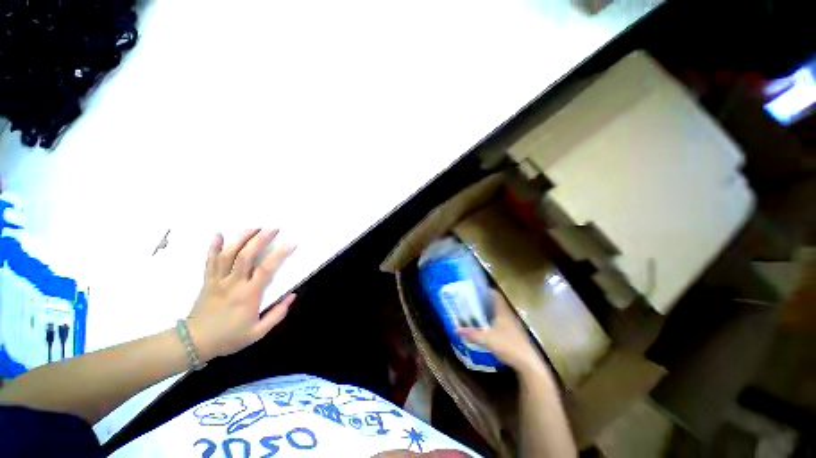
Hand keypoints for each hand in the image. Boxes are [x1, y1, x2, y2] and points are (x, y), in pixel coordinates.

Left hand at [187, 228, 296, 361]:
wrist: (195, 343)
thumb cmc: (229, 337)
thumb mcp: (258, 332)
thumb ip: (277, 314)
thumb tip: (292, 296)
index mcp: (248, 295)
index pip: (266, 269)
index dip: (280, 254)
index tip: (291, 243)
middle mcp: (233, 283)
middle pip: (246, 255)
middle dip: (260, 239)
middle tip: (273, 228)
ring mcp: (218, 280)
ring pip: (228, 254)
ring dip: (241, 238)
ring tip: (253, 227)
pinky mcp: (207, 280)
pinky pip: (209, 260)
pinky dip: (213, 246)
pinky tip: (218, 234)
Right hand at [457, 290, 545, 374]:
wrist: (528, 363)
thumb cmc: (508, 346)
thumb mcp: (487, 339)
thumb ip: (472, 334)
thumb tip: (456, 329)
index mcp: (503, 312)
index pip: (496, 295)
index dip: (487, 290)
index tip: (476, 289)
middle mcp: (509, 315)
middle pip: (496, 304)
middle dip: (485, 302)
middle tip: (472, 301)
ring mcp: (513, 325)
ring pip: (499, 314)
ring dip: (489, 313)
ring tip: (476, 313)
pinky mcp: (515, 335)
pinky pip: (502, 323)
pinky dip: (493, 323)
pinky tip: (486, 328)